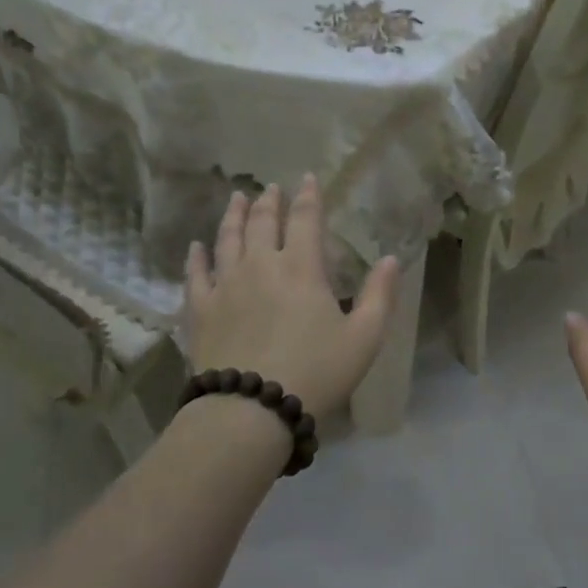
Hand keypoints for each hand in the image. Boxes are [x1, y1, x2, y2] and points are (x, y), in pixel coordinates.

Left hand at [186, 178, 399, 420]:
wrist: (252, 409)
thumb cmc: (316, 372)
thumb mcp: (364, 338)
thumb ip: (380, 295)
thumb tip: (391, 259)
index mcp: (302, 268)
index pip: (305, 219)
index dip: (308, 196)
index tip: (306, 178)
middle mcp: (260, 265)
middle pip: (262, 223)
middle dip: (268, 201)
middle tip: (269, 188)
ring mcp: (226, 285)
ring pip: (228, 240)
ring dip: (234, 216)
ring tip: (236, 199)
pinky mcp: (201, 309)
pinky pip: (196, 274)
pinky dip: (197, 257)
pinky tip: (196, 247)